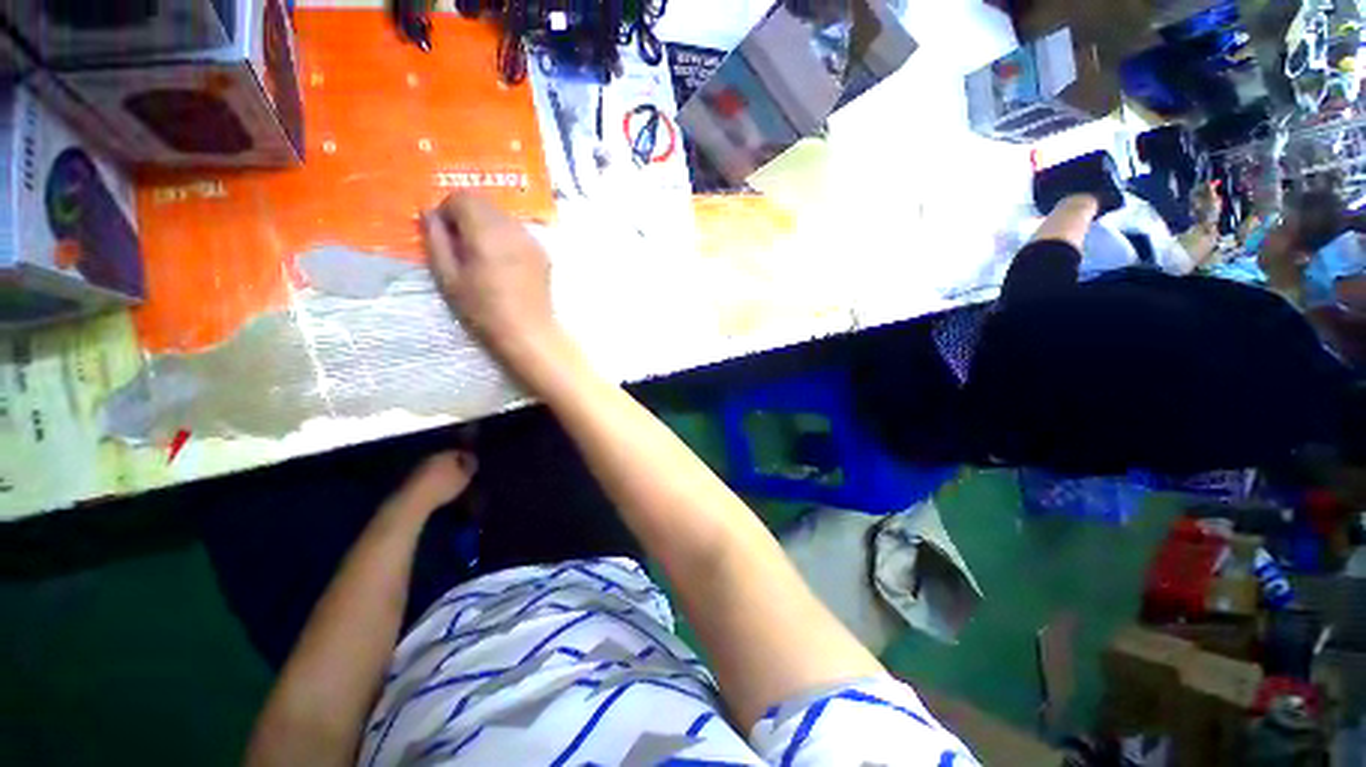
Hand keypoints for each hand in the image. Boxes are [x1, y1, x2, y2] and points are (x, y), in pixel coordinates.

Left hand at [388, 450, 476, 522]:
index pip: (460, 451)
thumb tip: (472, 460)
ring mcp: (419, 466)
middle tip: (462, 473)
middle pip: (446, 458)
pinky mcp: (410, 477)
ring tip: (449, 481)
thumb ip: (469, 467)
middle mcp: (432, 456)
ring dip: (442, 471)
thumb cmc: (442, 487)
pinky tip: (437, 486)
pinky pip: (426, 475)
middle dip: (454, 464)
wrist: (413, 500)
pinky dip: (433, 479)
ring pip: (435, 466)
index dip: (468, 458)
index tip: (473, 466)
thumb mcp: (463, 478)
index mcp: (446, 453)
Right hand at [421, 192, 560, 364]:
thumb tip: (429, 213)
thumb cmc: (484, 311)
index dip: (448, 211)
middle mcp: (513, 228)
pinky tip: (504, 266)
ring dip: (487, 226)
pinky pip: (518, 233)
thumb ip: (436, 240)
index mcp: (487, 231)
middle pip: (484, 203)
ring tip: (482, 258)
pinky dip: (505, 238)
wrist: (528, 333)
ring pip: (503, 216)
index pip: (463, 196)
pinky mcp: (543, 253)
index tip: (445, 236)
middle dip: (467, 216)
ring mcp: (532, 240)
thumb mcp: (448, 278)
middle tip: (461, 247)